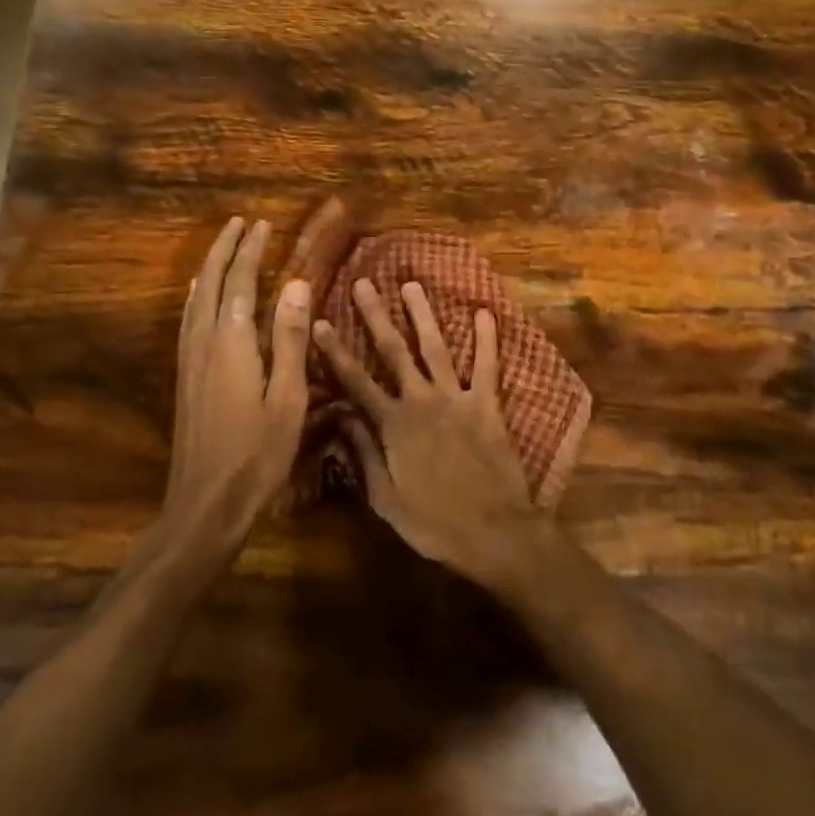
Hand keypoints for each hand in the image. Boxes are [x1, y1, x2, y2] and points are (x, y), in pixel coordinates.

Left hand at [165, 216, 311, 551]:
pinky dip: (197, 295)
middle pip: (209, 283)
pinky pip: (188, 319)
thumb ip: (288, 339)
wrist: (204, 504)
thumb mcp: (287, 398)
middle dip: (224, 250)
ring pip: (194, 299)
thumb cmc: (256, 454)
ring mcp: (189, 361)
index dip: (250, 251)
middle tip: (239, 223)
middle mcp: (203, 342)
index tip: (261, 224)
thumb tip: (295, 284)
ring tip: (222, 247)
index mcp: (231, 343)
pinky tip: (199, 298)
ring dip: (209, 268)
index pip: (239, 282)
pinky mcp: (184, 378)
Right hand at [313, 278, 542, 586]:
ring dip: (422, 315)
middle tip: (363, 283)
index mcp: (393, 425)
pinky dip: (486, 339)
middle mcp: (421, 401)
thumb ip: (363, 455)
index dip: (335, 352)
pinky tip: (485, 312)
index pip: (355, 382)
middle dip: (376, 316)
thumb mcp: (385, 499)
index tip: (320, 323)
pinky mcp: (487, 404)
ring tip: (411, 284)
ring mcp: (456, 398)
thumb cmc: (434, 522)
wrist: (493, 532)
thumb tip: (341, 418)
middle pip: (393, 351)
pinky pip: (487, 365)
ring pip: (435, 347)